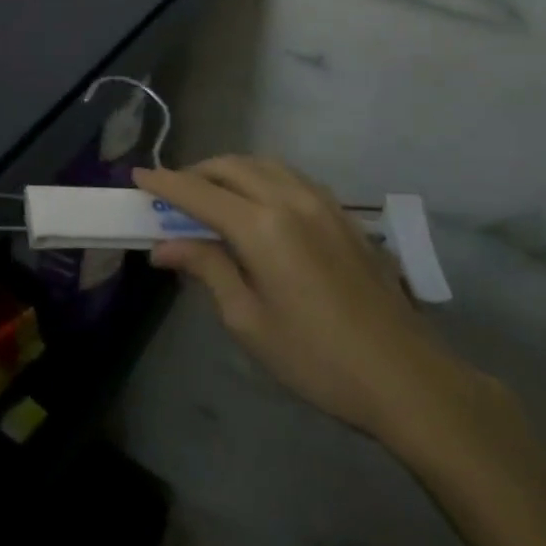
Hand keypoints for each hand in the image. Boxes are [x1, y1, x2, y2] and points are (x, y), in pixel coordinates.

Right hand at [137, 156, 470, 441]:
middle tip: (172, 195)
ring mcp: (323, 204)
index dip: (164, 182)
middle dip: (195, 172)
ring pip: (263, 165)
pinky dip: (261, 177)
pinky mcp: (344, 216)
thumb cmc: (316, 358)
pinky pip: (291, 177)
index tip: (137, 175)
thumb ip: (206, 269)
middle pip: (230, 167)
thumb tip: (164, 246)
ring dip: (229, 171)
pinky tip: (257, 204)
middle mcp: (290, 200)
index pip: (198, 191)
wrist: (408, 380)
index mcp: (261, 227)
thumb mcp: (248, 320)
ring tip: (211, 196)